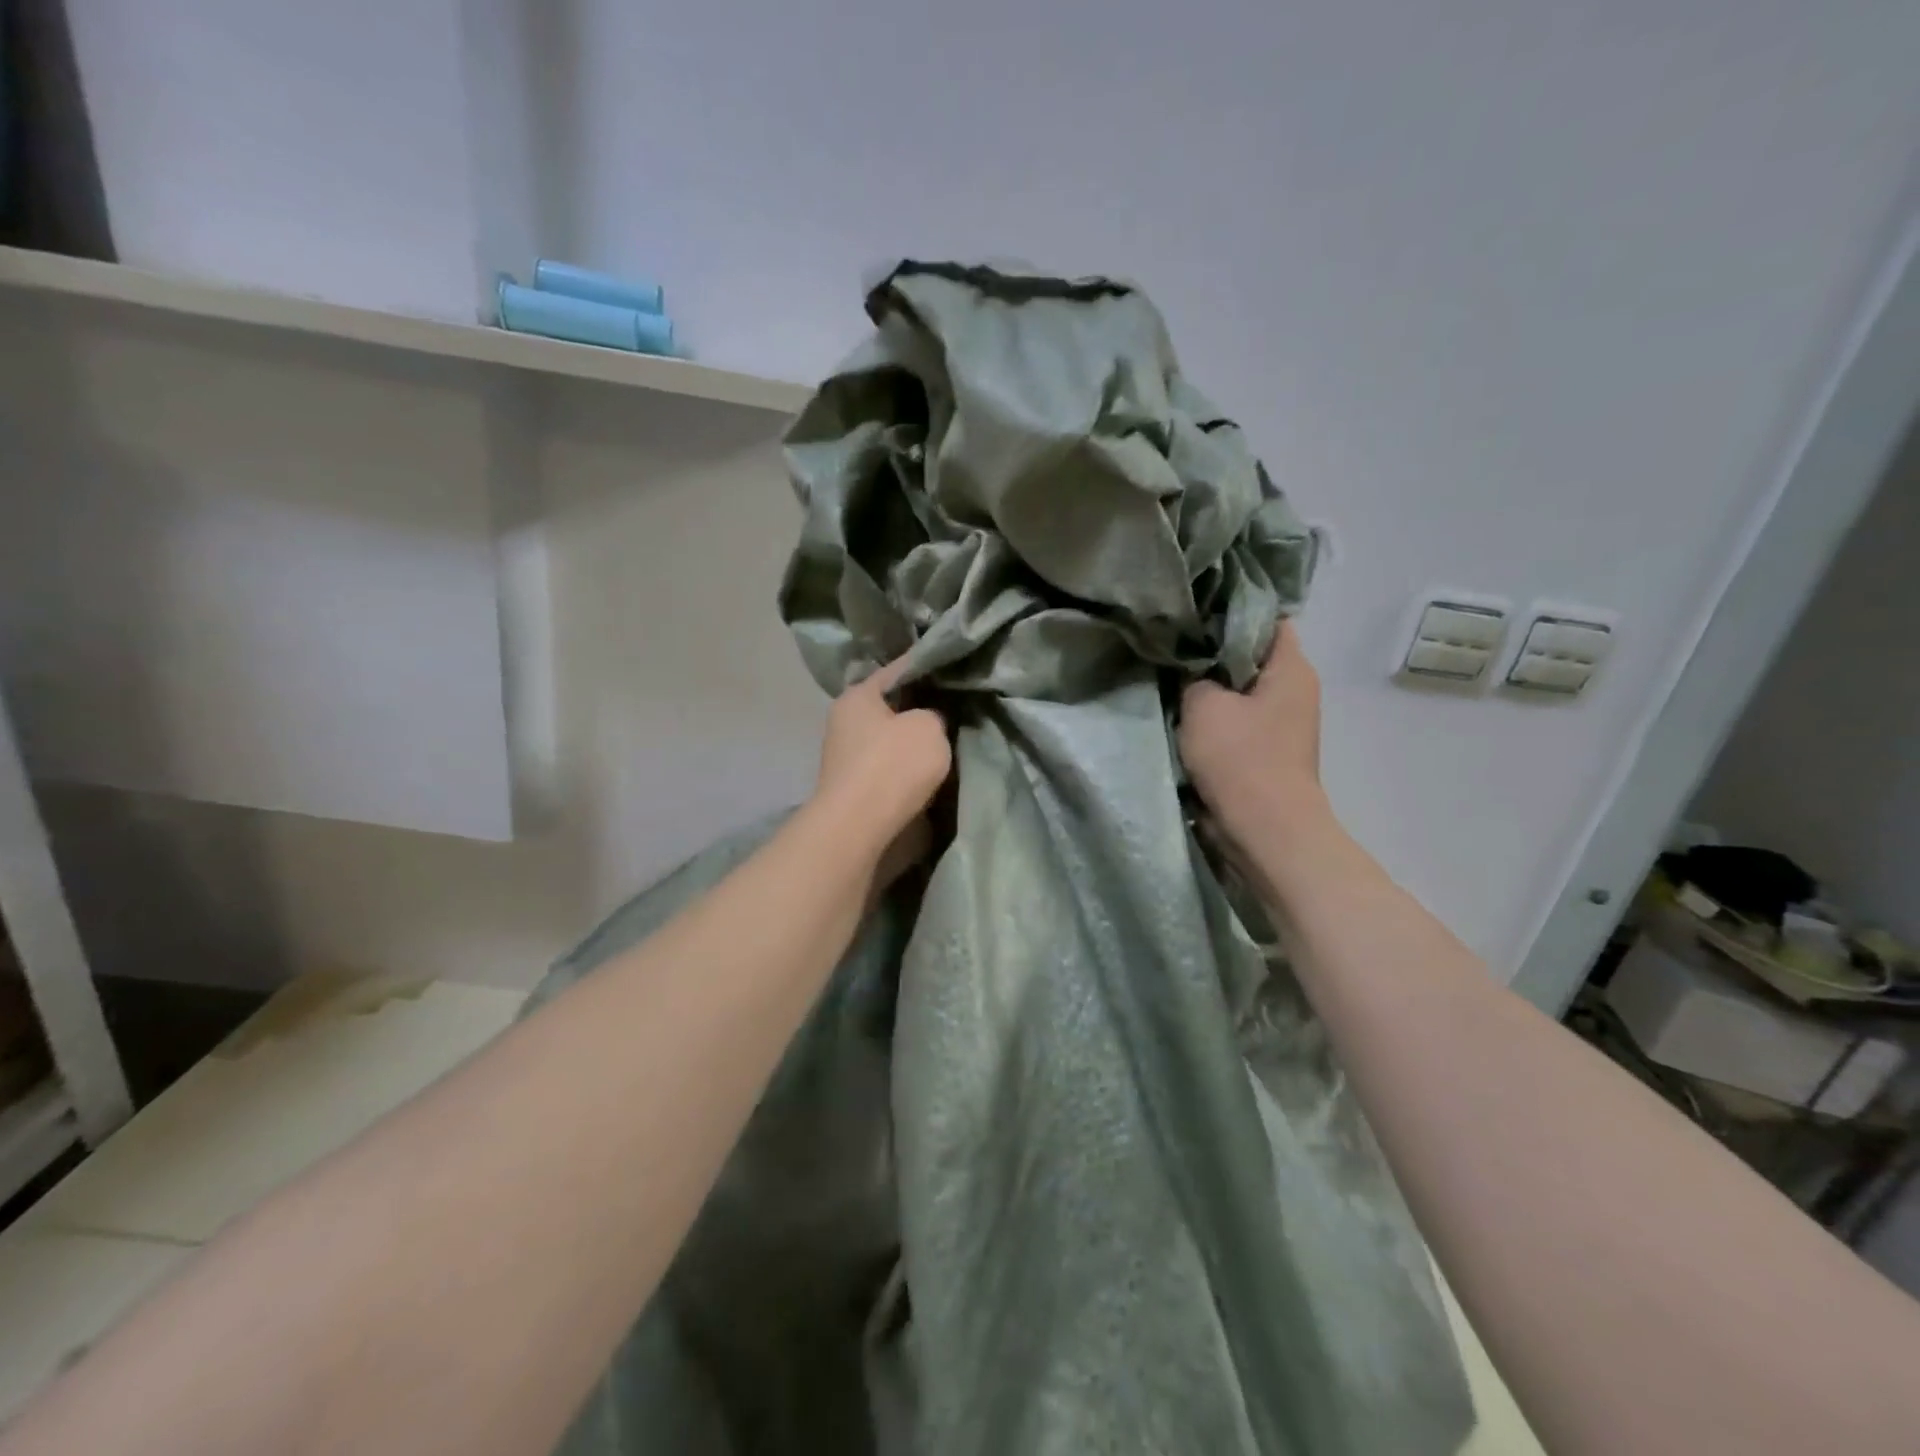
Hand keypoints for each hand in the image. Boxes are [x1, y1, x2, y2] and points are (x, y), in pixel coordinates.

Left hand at [812, 654, 951, 877]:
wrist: (862, 829)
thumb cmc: (893, 765)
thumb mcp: (929, 726)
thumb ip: (935, 714)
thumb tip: (930, 722)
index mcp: (858, 696)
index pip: (899, 670)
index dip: (930, 667)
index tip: (957, 668)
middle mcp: (847, 722)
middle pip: (895, 708)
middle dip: (925, 710)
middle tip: (960, 708)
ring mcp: (850, 759)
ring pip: (895, 741)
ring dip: (919, 745)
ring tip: (956, 740)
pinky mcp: (860, 790)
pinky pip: (895, 770)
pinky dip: (913, 770)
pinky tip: (939, 770)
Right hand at [1179, 621, 1325, 838]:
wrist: (1263, 829)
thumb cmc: (1240, 758)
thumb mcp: (1204, 705)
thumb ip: (1193, 677)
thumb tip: (1192, 674)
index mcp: (1292, 668)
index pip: (1266, 620)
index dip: (1230, 612)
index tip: (1193, 613)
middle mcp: (1294, 691)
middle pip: (1249, 657)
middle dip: (1212, 652)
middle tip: (1172, 645)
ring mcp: (1281, 724)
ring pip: (1238, 692)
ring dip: (1208, 690)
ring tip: (1169, 679)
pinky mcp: (1265, 752)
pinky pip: (1235, 723)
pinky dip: (1212, 719)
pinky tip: (1180, 715)